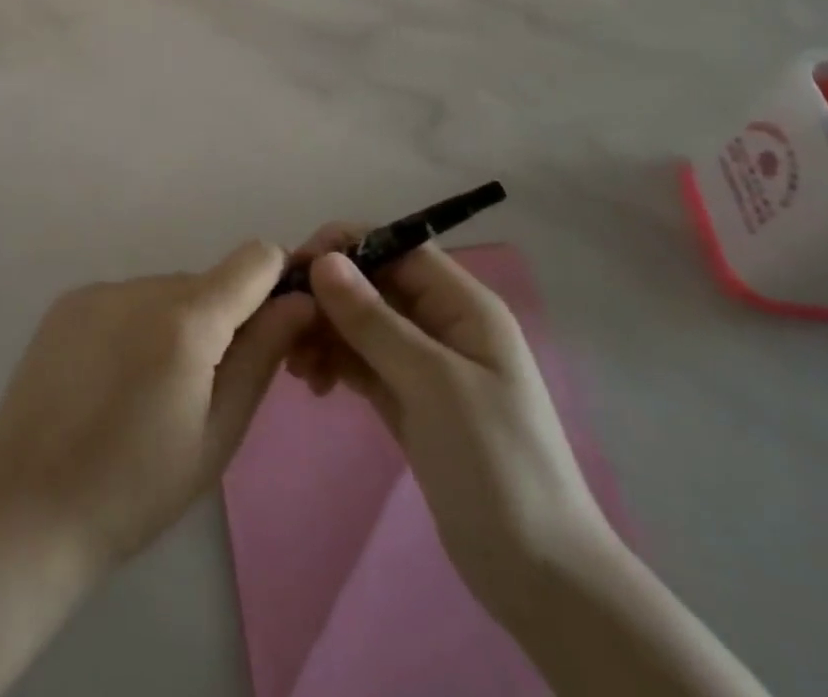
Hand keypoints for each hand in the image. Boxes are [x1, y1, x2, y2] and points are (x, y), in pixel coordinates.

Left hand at [0, 242, 313, 572]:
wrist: (25, 507)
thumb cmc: (136, 488)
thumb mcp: (218, 434)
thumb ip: (262, 357)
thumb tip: (299, 302)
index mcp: (187, 319)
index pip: (255, 259)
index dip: (275, 284)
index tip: (273, 329)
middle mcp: (143, 286)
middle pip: (209, 283)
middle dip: (222, 321)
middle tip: (204, 389)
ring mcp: (100, 290)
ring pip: (166, 292)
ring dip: (176, 325)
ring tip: (150, 393)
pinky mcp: (68, 302)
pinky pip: (126, 300)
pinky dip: (136, 327)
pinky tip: (112, 381)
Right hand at [284, 227, 616, 622]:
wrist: (541, 579)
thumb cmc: (496, 464)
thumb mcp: (433, 384)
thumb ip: (374, 320)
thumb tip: (324, 260)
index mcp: (463, 306)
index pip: (397, 248)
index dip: (346, 248)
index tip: (296, 267)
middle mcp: (443, 324)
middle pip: (374, 285)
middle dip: (327, 297)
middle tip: (286, 327)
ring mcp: (425, 364)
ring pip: (362, 324)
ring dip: (326, 333)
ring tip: (298, 367)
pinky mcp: (410, 400)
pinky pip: (362, 362)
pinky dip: (336, 363)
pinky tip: (315, 384)